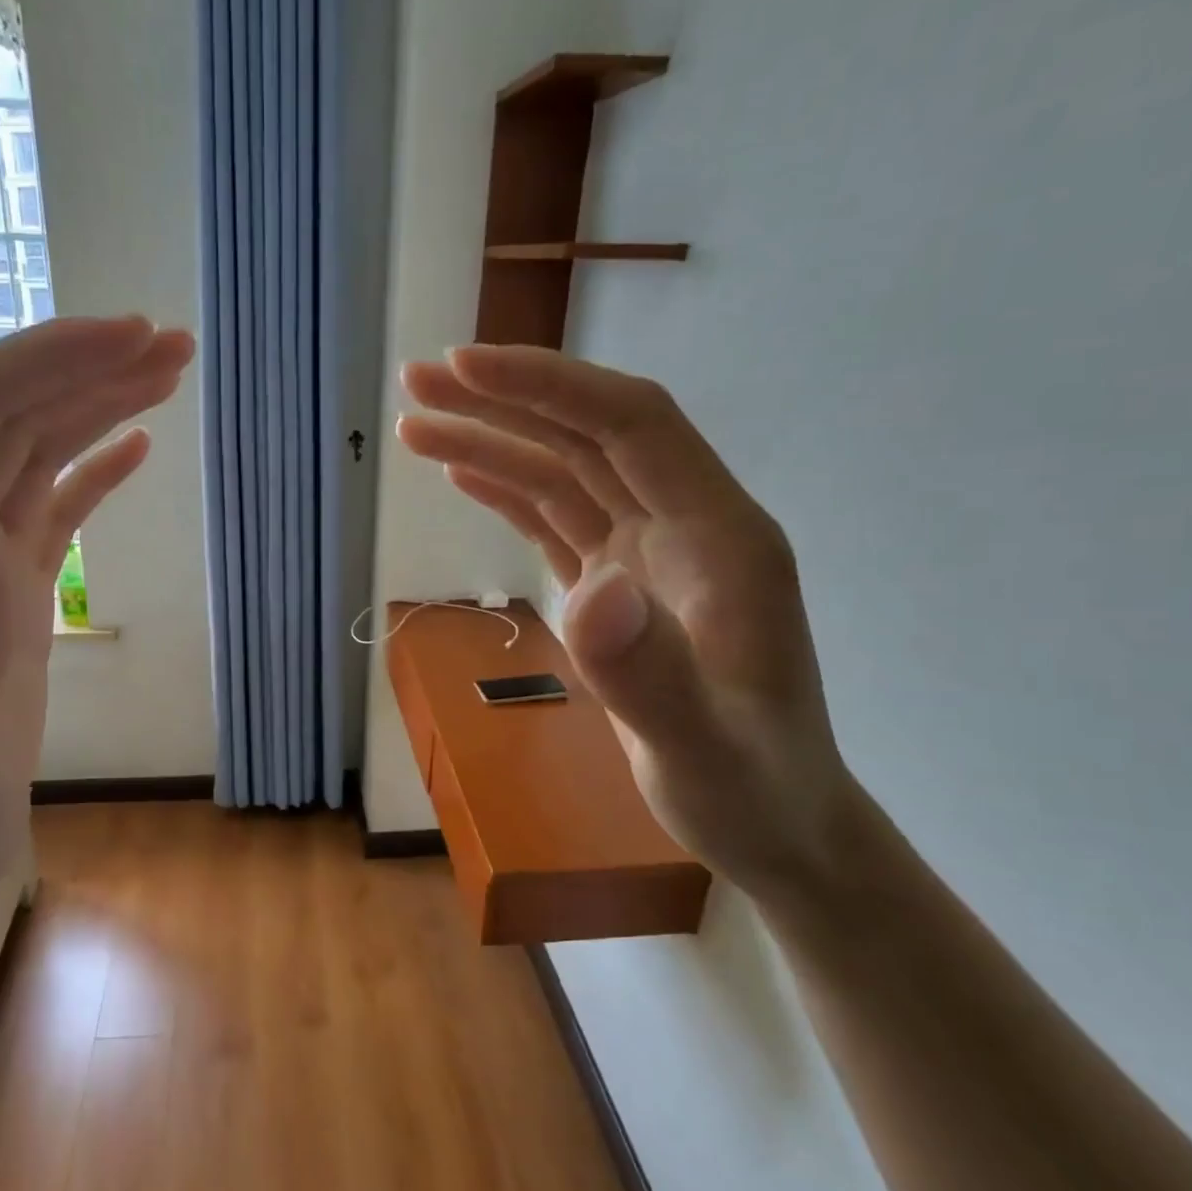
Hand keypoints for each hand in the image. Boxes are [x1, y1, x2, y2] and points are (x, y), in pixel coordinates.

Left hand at [0, 316, 193, 918]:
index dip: (45, 362)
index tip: (130, 338)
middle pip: (5, 414)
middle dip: (84, 367)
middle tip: (174, 344)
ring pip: (29, 450)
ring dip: (95, 404)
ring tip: (168, 373)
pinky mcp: (2, 591)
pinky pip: (47, 504)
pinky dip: (91, 466)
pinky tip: (135, 448)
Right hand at [399, 345, 852, 898]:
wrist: (775, 823)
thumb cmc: (750, 791)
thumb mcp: (702, 749)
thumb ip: (650, 674)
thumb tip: (589, 590)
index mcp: (719, 536)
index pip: (630, 425)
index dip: (549, 386)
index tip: (464, 367)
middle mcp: (683, 526)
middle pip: (587, 436)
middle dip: (503, 400)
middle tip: (417, 380)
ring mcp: (648, 555)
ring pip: (563, 473)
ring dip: (493, 441)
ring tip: (416, 426)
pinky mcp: (618, 586)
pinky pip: (558, 518)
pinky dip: (508, 490)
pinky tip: (465, 472)